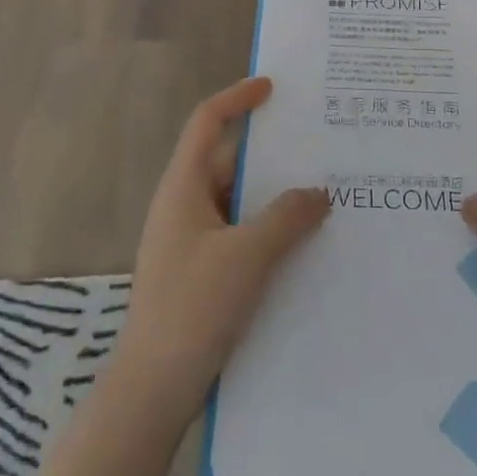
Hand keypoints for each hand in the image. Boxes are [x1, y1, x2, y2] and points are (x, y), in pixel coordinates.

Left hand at [119, 78, 328, 417]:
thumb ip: (286, 217)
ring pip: (238, 201)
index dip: (238, 98)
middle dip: (271, 153)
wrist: (153, 389)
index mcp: (183, 186)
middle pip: (228, 161)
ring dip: (274, 196)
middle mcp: (184, 205)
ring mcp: (191, 240)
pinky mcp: (202, 271)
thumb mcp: (247, 256)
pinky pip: (239, 233)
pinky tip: (303, 242)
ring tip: (323, 192)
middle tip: (319, 146)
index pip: (207, 122)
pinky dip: (267, 228)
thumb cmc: (193, 308)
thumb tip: (319, 192)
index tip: (273, 87)